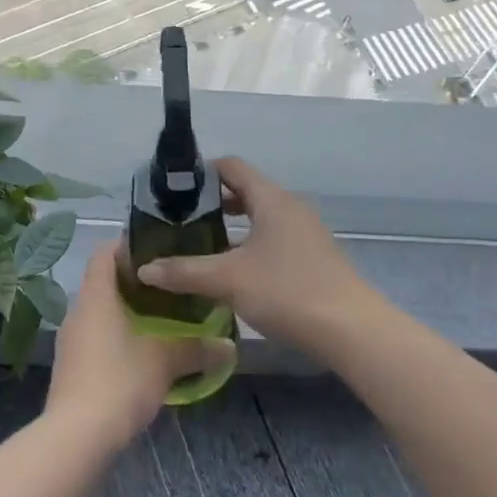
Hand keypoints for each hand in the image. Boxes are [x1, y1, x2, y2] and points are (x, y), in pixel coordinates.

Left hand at [44, 244, 234, 449]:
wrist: (76, 438)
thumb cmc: (120, 380)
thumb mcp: (165, 361)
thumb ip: (196, 348)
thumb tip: (229, 346)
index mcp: (96, 295)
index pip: (105, 252)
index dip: (128, 246)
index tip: (158, 252)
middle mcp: (78, 311)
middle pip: (104, 282)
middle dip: (135, 283)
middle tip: (169, 288)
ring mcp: (70, 342)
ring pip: (100, 314)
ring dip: (126, 314)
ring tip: (161, 321)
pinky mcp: (70, 369)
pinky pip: (95, 340)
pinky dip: (117, 339)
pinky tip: (141, 356)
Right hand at [134, 157, 372, 362]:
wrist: (351, 329)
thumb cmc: (287, 291)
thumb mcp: (228, 280)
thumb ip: (185, 272)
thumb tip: (144, 268)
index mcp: (271, 199)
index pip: (232, 166)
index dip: (202, 172)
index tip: (174, 189)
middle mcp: (289, 207)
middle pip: (246, 191)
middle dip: (213, 203)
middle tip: (181, 221)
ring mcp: (305, 232)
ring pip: (260, 217)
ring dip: (232, 227)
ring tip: (202, 246)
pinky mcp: (313, 257)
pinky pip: (274, 238)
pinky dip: (251, 245)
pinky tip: (234, 273)